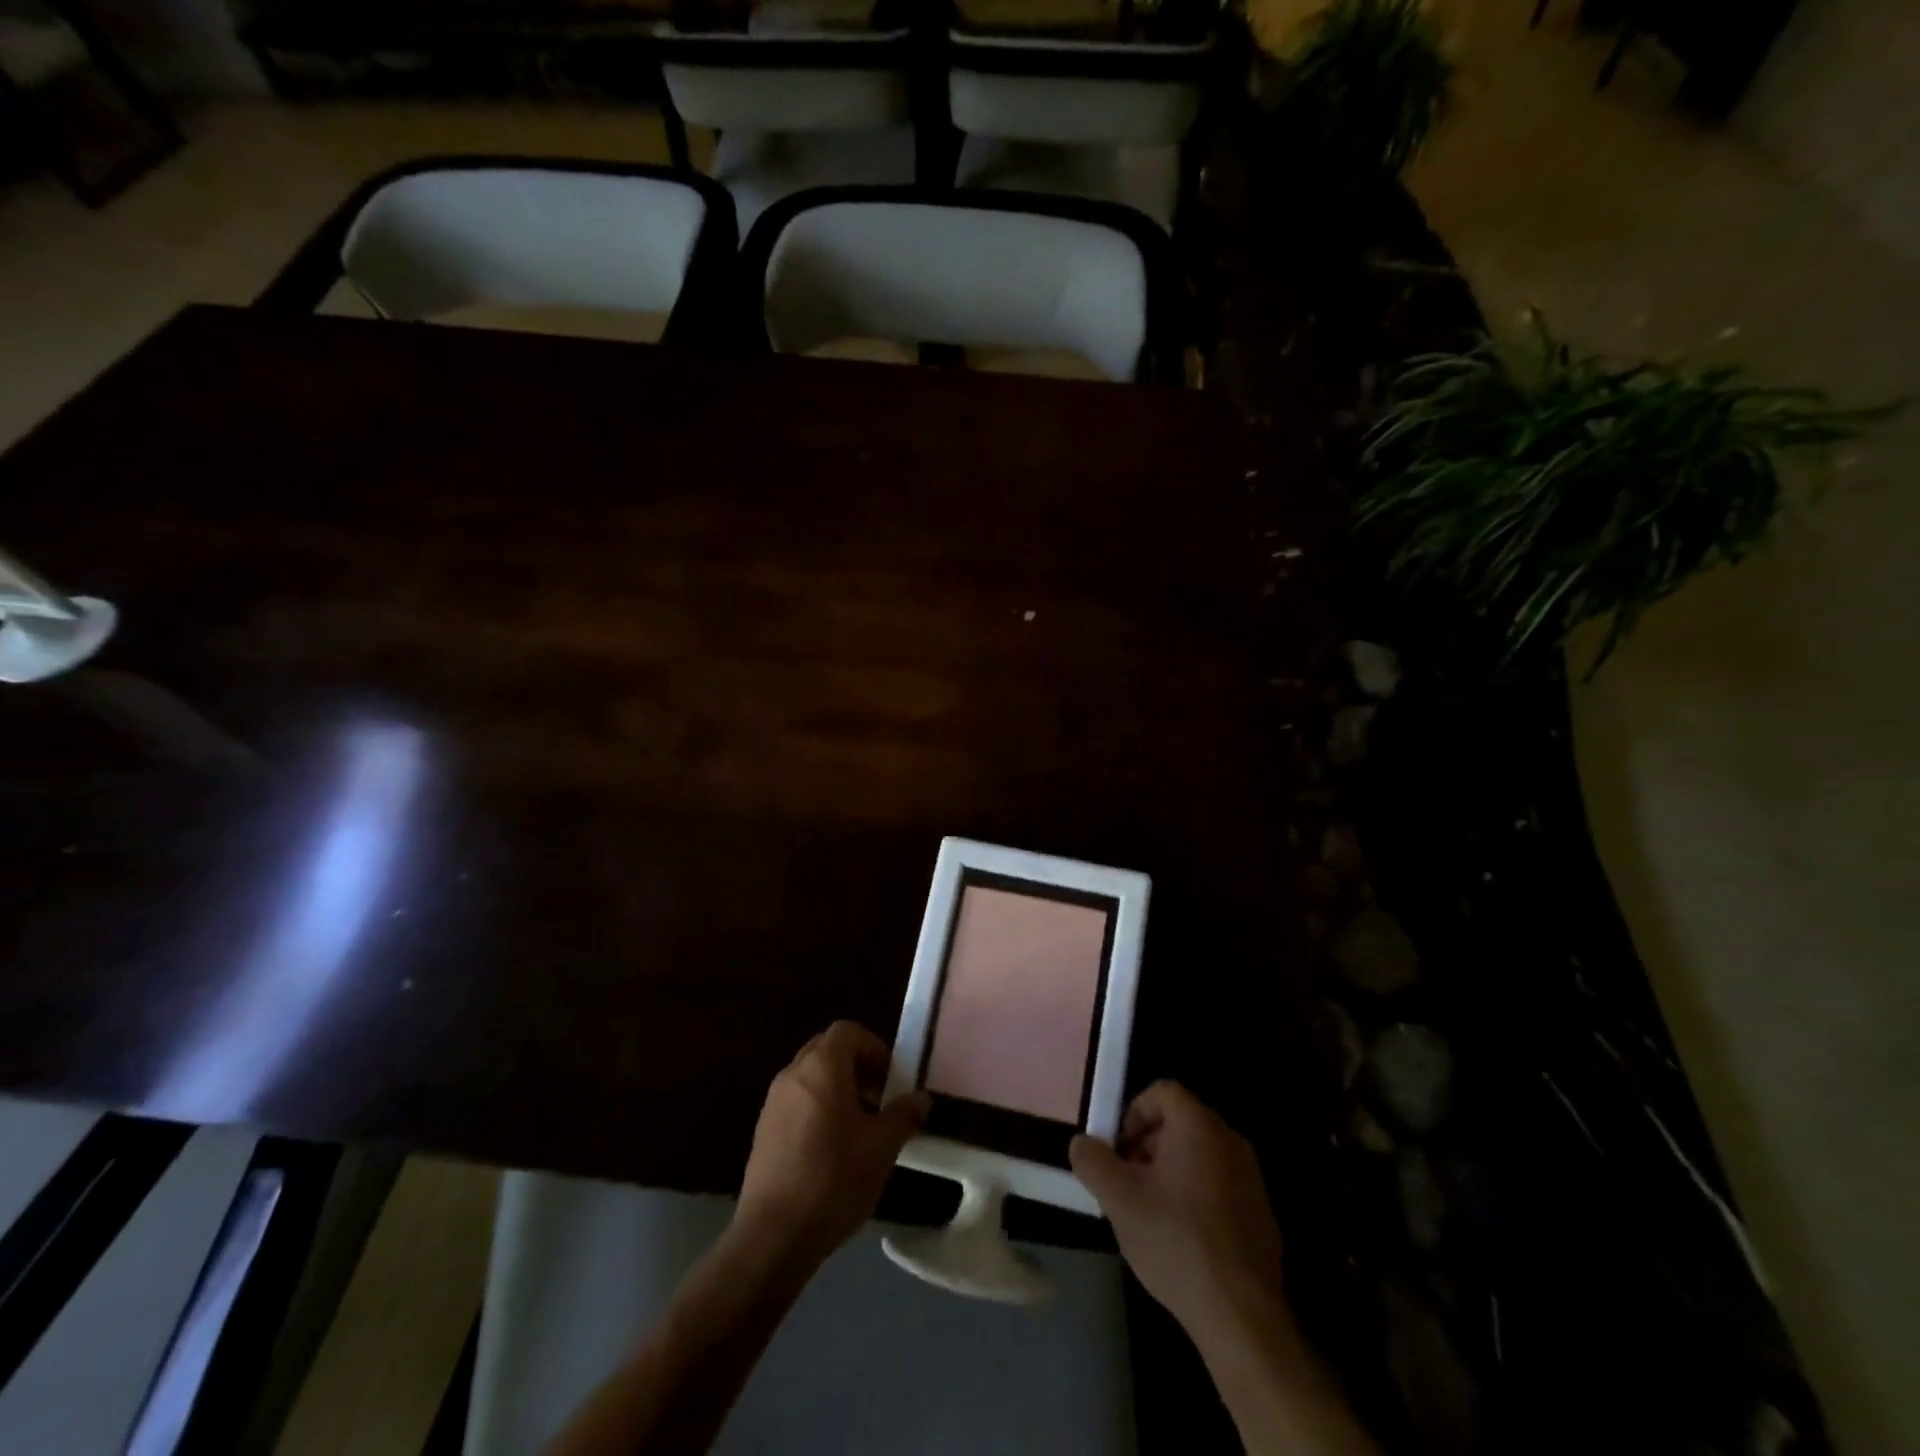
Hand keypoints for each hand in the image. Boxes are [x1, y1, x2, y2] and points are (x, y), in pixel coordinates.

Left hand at [734, 1021, 929, 1268]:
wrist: (773, 1236)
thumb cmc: (834, 1179)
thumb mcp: (882, 1148)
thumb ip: (903, 1115)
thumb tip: (922, 1098)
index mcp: (821, 1067)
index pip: (848, 1031)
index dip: (874, 1047)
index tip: (891, 1078)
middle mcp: (793, 1074)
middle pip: (827, 1050)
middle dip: (857, 1066)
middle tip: (879, 1098)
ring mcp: (773, 1102)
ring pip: (811, 1077)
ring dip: (838, 1088)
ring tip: (860, 1127)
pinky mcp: (763, 1130)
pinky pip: (796, 1101)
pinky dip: (818, 1108)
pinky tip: (833, 1149)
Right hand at [1071, 1081, 1288, 1346]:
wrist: (1241, 1315)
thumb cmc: (1176, 1241)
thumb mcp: (1119, 1200)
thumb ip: (1093, 1162)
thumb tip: (1081, 1143)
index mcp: (1199, 1126)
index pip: (1162, 1091)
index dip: (1133, 1112)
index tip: (1118, 1149)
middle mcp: (1230, 1140)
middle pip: (1180, 1122)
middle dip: (1147, 1145)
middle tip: (1127, 1182)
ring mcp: (1251, 1177)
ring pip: (1199, 1155)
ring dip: (1169, 1171)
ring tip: (1149, 1213)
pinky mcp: (1261, 1212)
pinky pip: (1219, 1184)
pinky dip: (1196, 1195)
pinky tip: (1181, 1238)